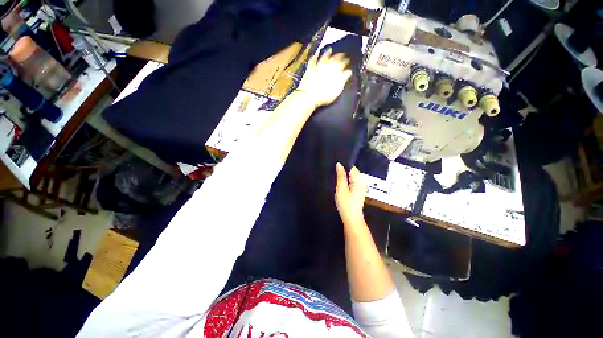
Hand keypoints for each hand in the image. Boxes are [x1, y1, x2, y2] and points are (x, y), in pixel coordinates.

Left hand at [297, 49, 352, 106]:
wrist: (311, 97)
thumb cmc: (325, 95)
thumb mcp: (337, 89)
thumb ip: (343, 79)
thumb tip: (349, 71)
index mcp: (335, 70)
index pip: (342, 62)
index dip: (346, 61)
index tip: (348, 60)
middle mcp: (327, 66)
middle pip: (334, 58)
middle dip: (339, 55)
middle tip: (341, 54)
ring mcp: (318, 66)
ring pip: (323, 57)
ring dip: (327, 53)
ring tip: (330, 50)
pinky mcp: (309, 69)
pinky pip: (312, 61)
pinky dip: (314, 57)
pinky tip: (315, 55)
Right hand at [335, 163, 366, 225]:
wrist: (351, 219)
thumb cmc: (346, 204)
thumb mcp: (341, 189)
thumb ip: (340, 176)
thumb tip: (339, 164)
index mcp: (359, 180)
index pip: (352, 167)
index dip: (343, 166)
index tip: (335, 167)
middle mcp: (361, 182)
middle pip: (352, 172)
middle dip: (343, 172)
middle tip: (334, 175)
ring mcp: (360, 187)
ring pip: (351, 177)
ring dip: (344, 177)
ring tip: (336, 179)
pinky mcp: (358, 191)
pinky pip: (352, 182)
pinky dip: (346, 182)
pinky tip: (341, 186)